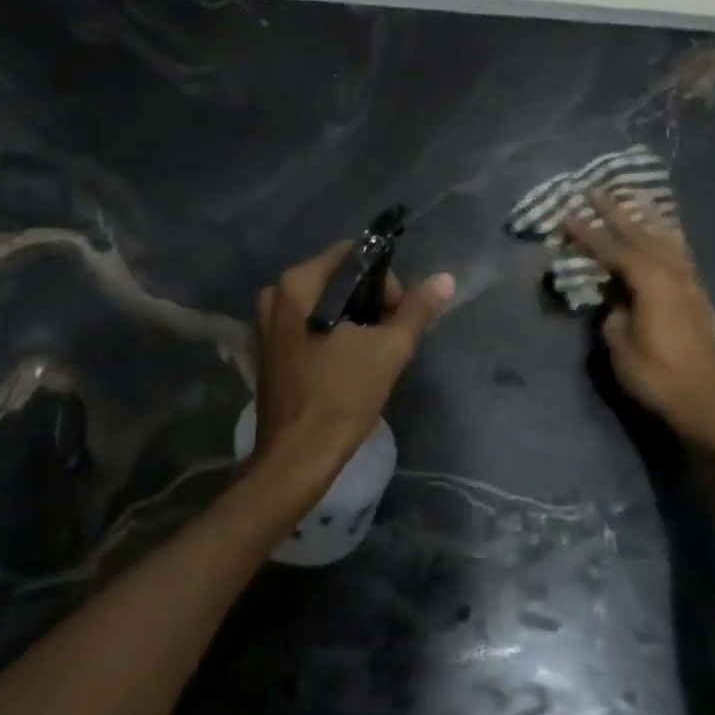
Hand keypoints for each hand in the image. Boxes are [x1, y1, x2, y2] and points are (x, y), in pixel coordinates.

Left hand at [248, 242, 454, 505]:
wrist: (297, 458)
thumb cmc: (341, 397)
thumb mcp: (388, 350)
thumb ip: (416, 310)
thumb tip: (445, 278)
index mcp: (297, 285)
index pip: (352, 256)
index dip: (384, 278)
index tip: (400, 311)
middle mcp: (276, 296)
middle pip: (338, 279)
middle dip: (371, 301)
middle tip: (392, 335)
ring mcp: (269, 324)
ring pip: (326, 305)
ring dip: (356, 320)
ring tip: (376, 351)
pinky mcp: (272, 350)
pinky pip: (311, 325)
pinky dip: (335, 334)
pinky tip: (352, 362)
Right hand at [564, 192, 714, 451]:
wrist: (703, 402)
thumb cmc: (654, 374)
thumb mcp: (618, 342)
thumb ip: (612, 311)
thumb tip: (614, 297)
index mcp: (649, 280)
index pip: (611, 249)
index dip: (587, 232)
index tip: (566, 214)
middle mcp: (671, 272)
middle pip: (639, 234)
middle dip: (614, 212)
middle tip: (594, 190)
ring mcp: (688, 281)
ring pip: (664, 239)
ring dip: (644, 218)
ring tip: (631, 198)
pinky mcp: (696, 294)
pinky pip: (680, 253)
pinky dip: (668, 236)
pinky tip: (665, 231)